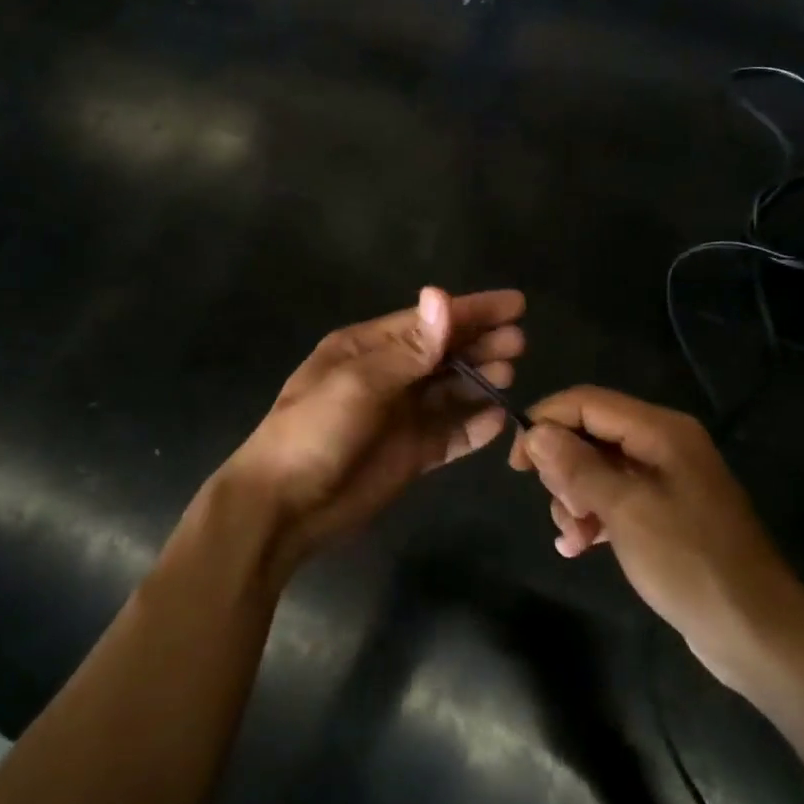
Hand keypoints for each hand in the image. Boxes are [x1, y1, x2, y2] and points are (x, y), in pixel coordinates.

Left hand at [212, 287, 525, 578]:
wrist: (284, 508)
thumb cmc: (313, 433)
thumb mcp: (357, 384)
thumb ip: (408, 348)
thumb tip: (442, 295)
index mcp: (367, 349)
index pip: (428, 322)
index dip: (472, 311)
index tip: (515, 305)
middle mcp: (387, 376)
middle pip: (444, 354)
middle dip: (481, 344)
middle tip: (520, 342)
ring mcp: (400, 416)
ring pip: (451, 391)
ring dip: (480, 380)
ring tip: (511, 374)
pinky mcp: (411, 453)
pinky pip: (451, 433)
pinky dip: (475, 426)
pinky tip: (499, 420)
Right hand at [509, 386, 803, 688]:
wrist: (757, 633)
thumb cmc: (689, 563)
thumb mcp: (625, 511)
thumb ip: (577, 466)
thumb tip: (536, 432)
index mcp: (660, 430)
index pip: (586, 402)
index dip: (545, 422)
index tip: (517, 462)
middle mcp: (663, 444)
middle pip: (590, 433)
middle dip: (563, 467)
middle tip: (561, 505)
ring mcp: (666, 479)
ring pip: (597, 467)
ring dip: (574, 497)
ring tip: (572, 534)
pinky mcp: (665, 511)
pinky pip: (615, 497)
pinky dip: (593, 515)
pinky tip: (578, 546)